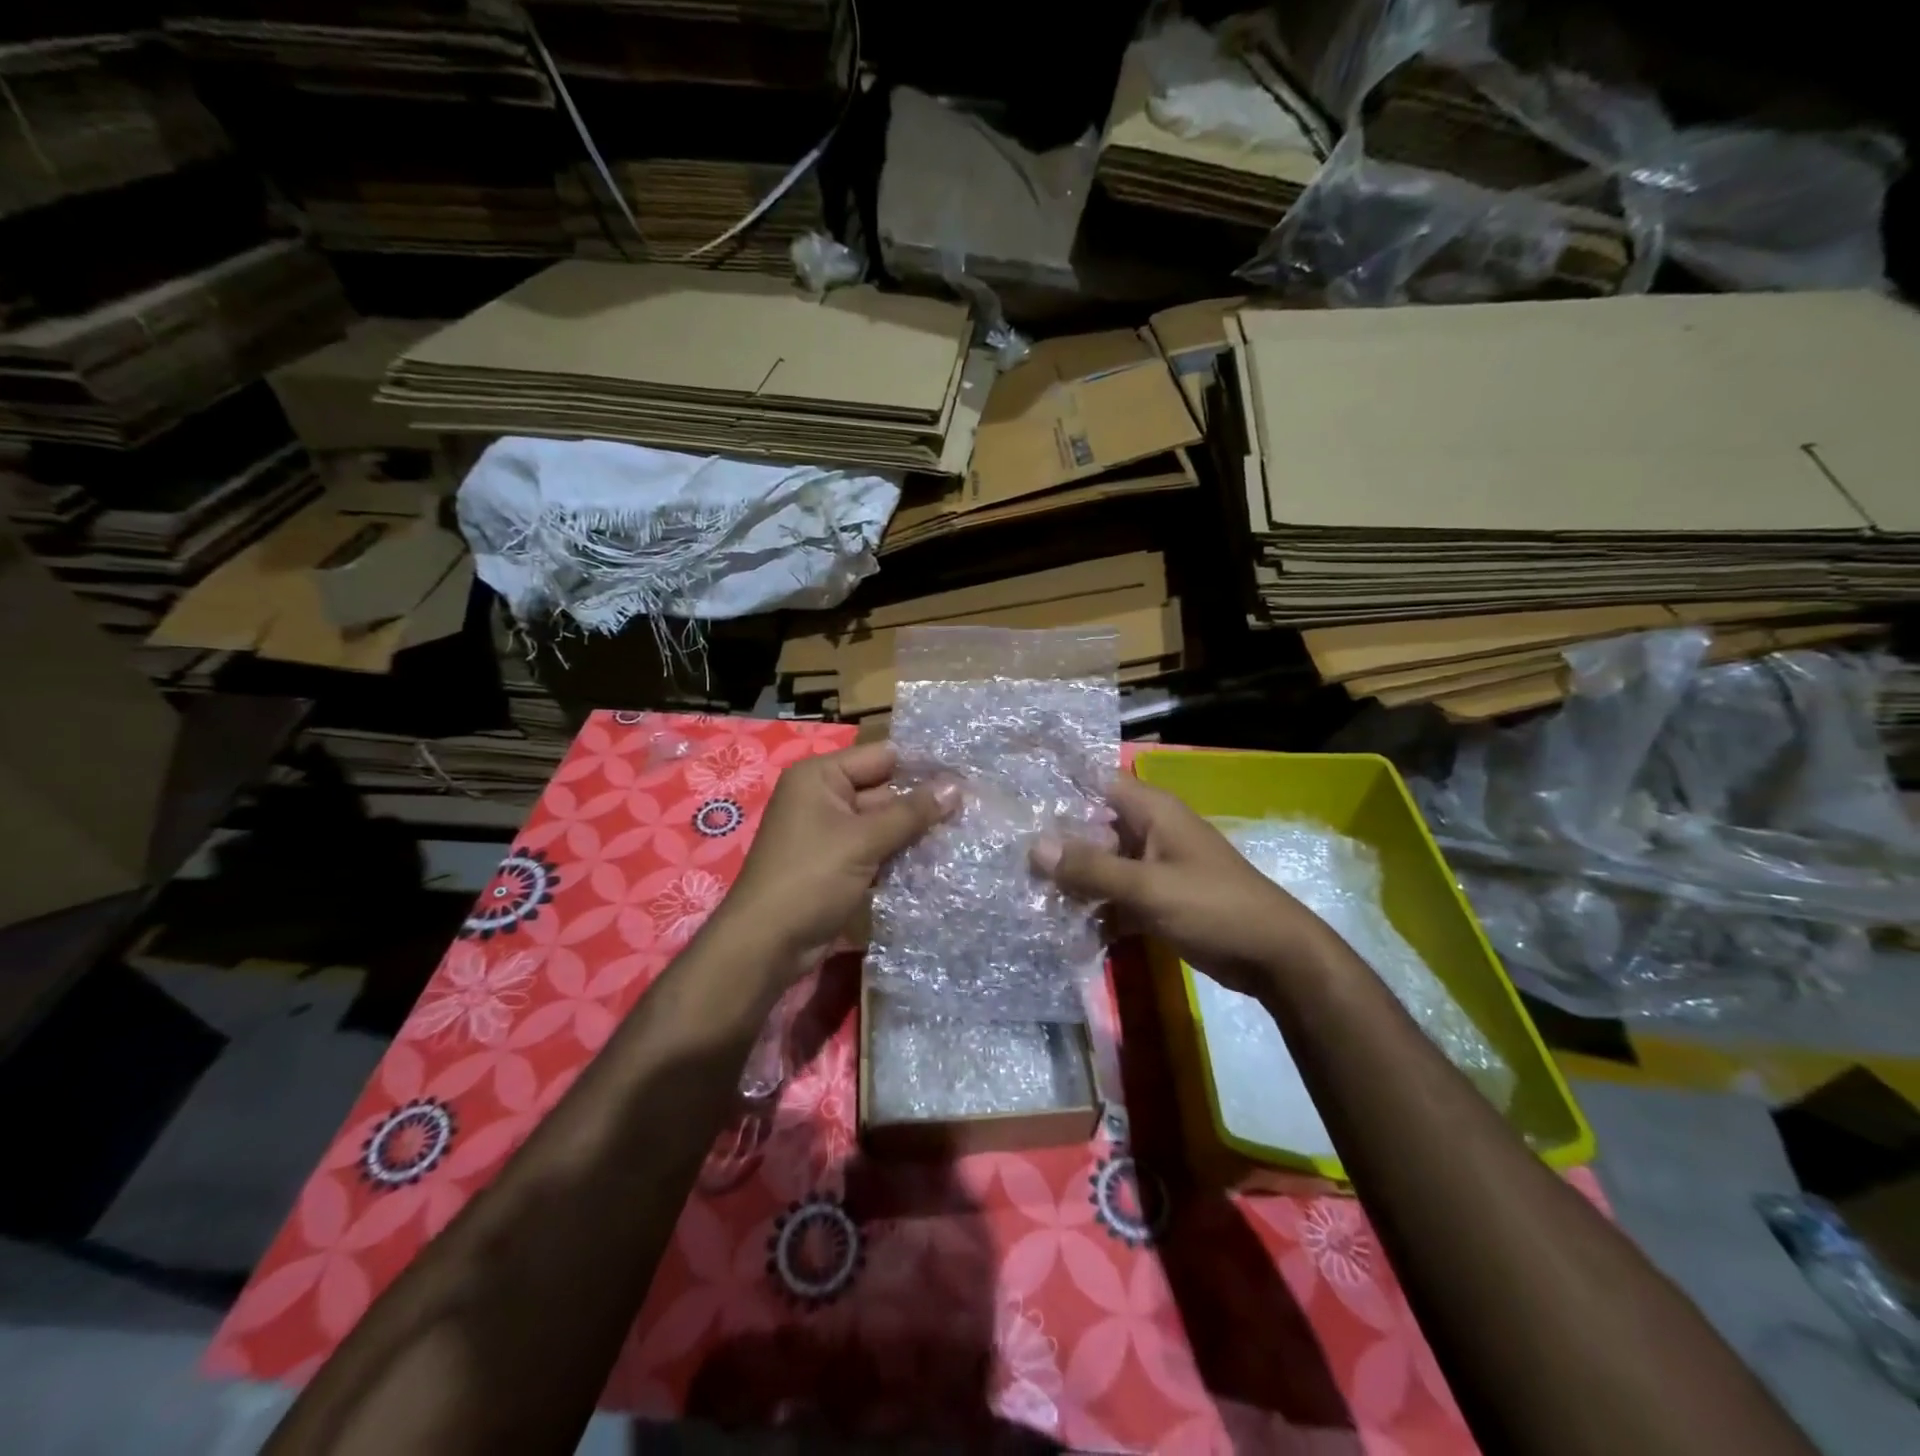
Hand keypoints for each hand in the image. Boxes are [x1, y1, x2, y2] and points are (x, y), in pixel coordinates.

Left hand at [715, 741, 957, 977]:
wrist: (766, 945)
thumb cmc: (810, 878)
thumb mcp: (863, 840)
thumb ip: (911, 813)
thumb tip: (957, 787)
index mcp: (821, 777)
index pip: (882, 757)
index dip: (922, 765)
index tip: (968, 772)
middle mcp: (824, 797)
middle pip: (884, 790)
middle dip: (924, 801)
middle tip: (974, 806)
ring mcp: (830, 832)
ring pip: (883, 823)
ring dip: (916, 831)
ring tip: (966, 830)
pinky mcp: (838, 863)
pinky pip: (876, 848)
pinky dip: (900, 853)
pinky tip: (938, 858)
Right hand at [1031, 775, 1338, 997]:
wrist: (1272, 956)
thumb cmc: (1213, 906)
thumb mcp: (1148, 887)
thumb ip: (1092, 868)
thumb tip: (1034, 847)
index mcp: (1150, 811)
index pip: (1094, 782)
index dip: (1057, 784)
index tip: (1014, 794)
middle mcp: (1147, 832)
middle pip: (1090, 828)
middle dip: (1054, 844)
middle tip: (1007, 859)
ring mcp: (1151, 867)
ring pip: (1099, 866)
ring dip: (1071, 882)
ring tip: (1025, 896)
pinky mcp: (1155, 900)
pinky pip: (1113, 897)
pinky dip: (1094, 910)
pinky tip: (1063, 929)